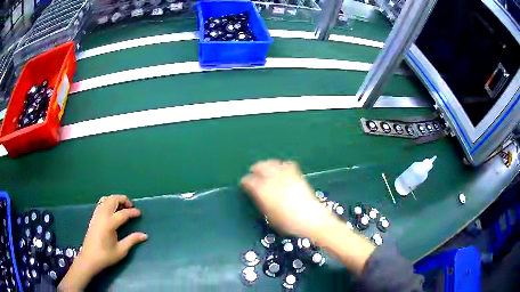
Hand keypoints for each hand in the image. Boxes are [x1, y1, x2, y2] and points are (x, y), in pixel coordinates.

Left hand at [58, 195, 147, 290]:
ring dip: (115, 199)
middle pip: (113, 200)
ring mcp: (96, 215)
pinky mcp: (93, 217)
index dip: (132, 212)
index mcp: (109, 224)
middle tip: (131, 206)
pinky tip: (112, 210)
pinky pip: (101, 203)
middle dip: (123, 200)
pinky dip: (108, 202)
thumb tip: (145, 235)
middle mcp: (102, 215)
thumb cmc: (106, 256)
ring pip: (106, 199)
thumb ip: (132, 240)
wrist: (89, 258)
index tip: (139, 213)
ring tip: (122, 207)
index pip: (123, 213)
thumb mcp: (121, 250)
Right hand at [241, 160, 332, 238]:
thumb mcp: (268, 215)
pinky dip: (282, 165)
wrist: (310, 218)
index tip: (244, 184)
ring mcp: (285, 174)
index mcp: (262, 190)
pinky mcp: (296, 174)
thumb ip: (260, 201)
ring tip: (266, 170)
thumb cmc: (286, 222)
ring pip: (272, 163)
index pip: (249, 180)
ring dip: (267, 165)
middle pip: (260, 166)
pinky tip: (282, 170)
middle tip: (253, 174)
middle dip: (255, 169)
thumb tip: (256, 193)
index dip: (245, 182)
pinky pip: (286, 164)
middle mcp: (272, 178)